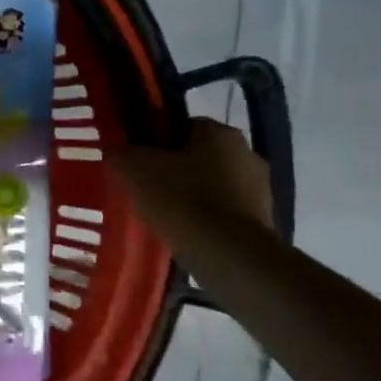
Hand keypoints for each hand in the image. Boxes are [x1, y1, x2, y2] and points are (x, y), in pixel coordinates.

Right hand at [115, 118, 273, 233]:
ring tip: (164, 215)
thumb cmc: (181, 200)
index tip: (139, 162)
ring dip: (193, 195)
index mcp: (220, 132)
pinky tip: (186, 233)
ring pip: (214, 184)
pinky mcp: (263, 220)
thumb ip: (121, 154)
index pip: (183, 126)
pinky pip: (225, 212)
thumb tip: (117, 152)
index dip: (157, 142)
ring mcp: (260, 188)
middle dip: (176, 170)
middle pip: (200, 156)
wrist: (228, 254)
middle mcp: (247, 153)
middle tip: (147, 189)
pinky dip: (206, 219)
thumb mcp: (134, 170)